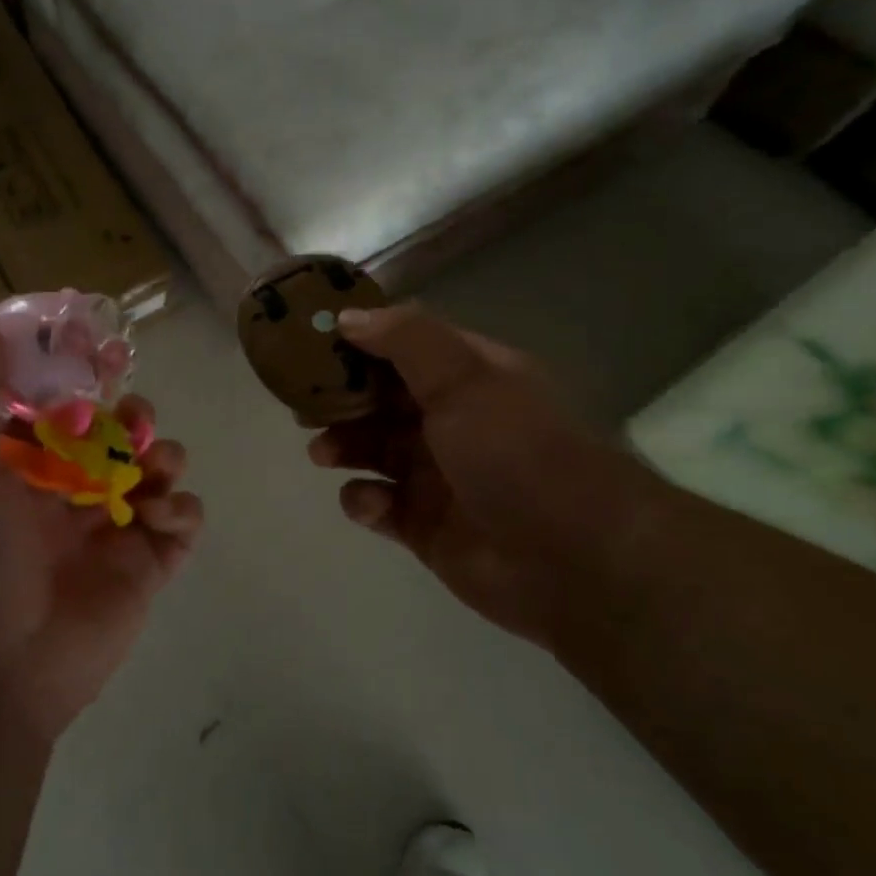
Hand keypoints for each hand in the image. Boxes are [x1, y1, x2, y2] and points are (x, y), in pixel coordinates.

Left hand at [0, 321, 203, 742]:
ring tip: (150, 469)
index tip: (104, 352)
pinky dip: (180, 507)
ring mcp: (112, 526)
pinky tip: (156, 516)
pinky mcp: (147, 564)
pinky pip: (183, 519)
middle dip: (134, 415)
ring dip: (163, 454)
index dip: (87, 374)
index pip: (65, 402)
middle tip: (133, 422)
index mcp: (26, 464)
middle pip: (121, 430)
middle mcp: (70, 488)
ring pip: (158, 467)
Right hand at [308, 305, 658, 649]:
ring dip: (343, 446)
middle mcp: (452, 421)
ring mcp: (438, 475)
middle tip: (302, 405)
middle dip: (340, 400)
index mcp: (468, 377)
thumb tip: (349, 316)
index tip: (311, 344)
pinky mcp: (424, 525)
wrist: (573, 559)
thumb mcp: (463, 376)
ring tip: (323, 453)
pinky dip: (364, 500)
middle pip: (380, 400)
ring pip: (373, 450)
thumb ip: (404, 338)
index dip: (358, 343)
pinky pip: (378, 504)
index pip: (403, 347)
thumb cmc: (514, 450)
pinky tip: (370, 503)